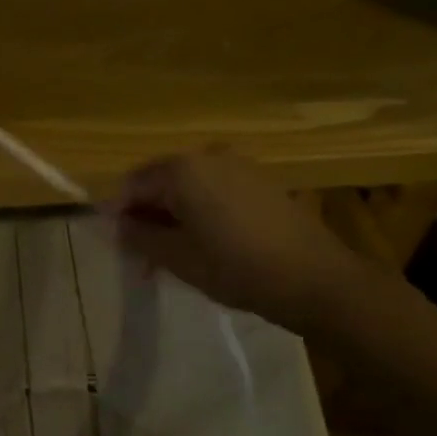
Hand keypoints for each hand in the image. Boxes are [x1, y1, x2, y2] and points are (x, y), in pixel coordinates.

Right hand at [111, 150, 366, 322]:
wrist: (318, 280)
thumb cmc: (239, 268)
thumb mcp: (179, 259)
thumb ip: (141, 238)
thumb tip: (118, 225)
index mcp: (182, 169)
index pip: (133, 185)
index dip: (120, 215)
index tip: (120, 247)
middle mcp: (206, 156)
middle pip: (161, 181)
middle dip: (148, 215)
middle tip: (145, 256)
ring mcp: (237, 165)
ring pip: (189, 186)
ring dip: (174, 215)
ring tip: (176, 255)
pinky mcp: (259, 180)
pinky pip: (215, 189)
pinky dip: (202, 211)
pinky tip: (209, 243)